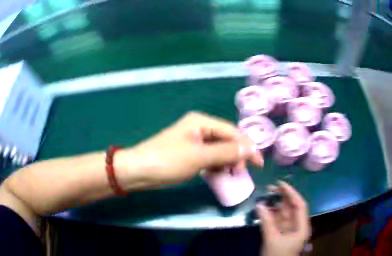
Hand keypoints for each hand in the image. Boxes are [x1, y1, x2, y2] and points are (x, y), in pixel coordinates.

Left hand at [119, 112, 262, 187]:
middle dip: (238, 155)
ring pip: (220, 150)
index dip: (248, 147)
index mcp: (201, 122)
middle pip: (227, 140)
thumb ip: (226, 152)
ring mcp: (194, 141)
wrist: (137, 171)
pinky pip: (210, 158)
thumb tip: (249, 149)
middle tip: (244, 172)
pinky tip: (222, 174)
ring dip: (229, 162)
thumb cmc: (167, 161)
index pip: (232, 132)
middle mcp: (200, 128)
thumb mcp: (199, 157)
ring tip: (235, 175)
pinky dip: (218, 166)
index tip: (259, 163)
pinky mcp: (190, 154)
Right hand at [257, 181, 310, 255]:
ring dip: (275, 206)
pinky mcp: (280, 235)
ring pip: (283, 214)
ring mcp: (288, 231)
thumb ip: (266, 221)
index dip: (291, 193)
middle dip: (282, 198)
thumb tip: (259, 205)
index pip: (300, 205)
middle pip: (292, 208)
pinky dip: (270, 216)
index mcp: (301, 227)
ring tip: (265, 197)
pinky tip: (263, 210)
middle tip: (270, 188)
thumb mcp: (272, 239)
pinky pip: (276, 221)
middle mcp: (297, 226)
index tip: (280, 184)